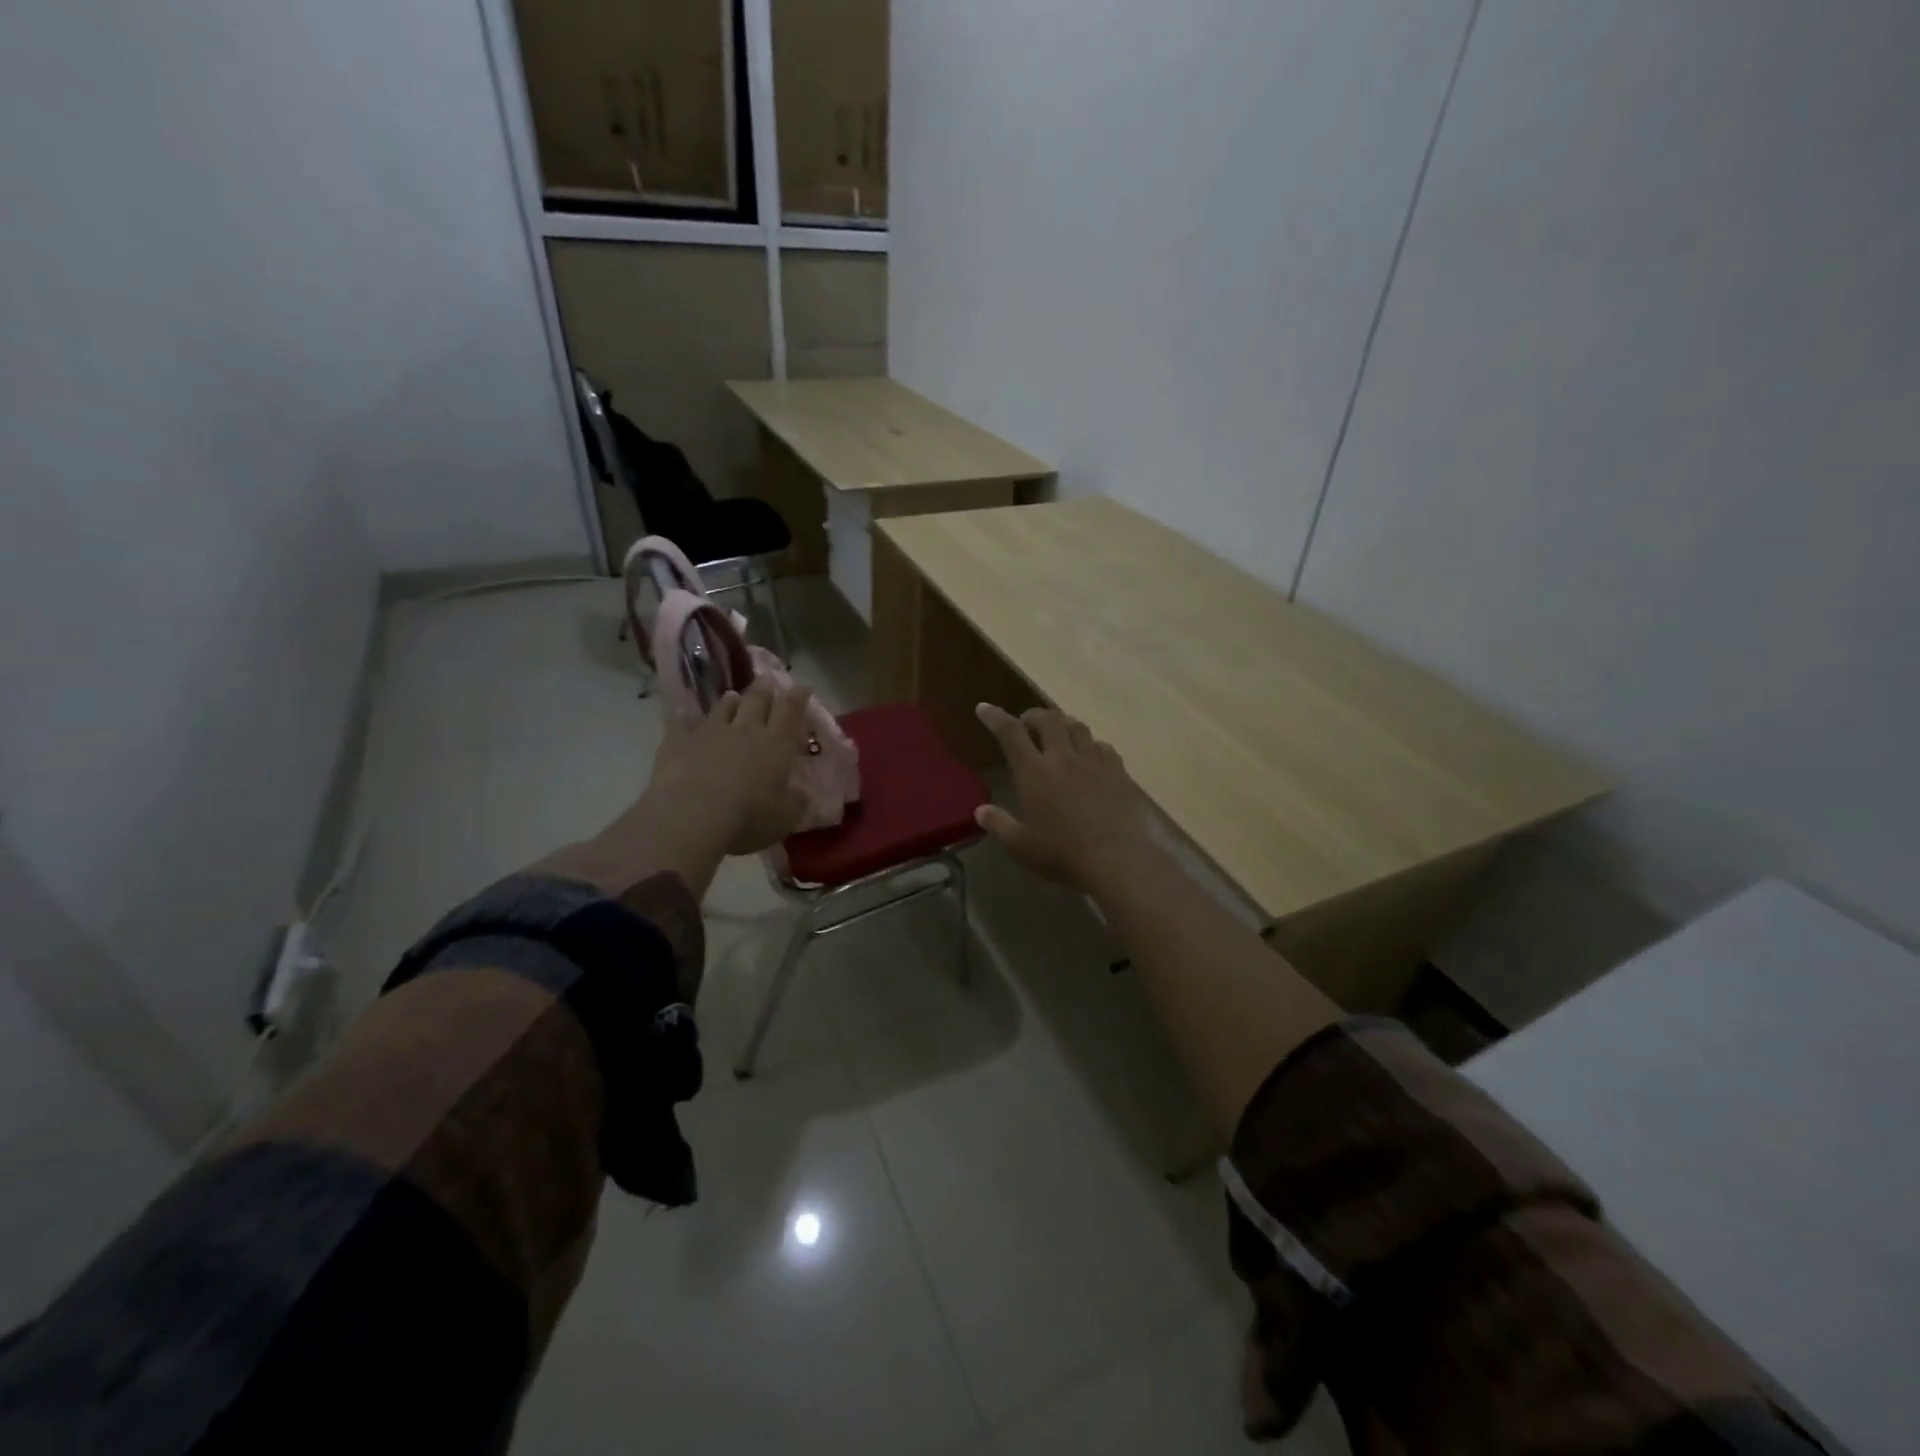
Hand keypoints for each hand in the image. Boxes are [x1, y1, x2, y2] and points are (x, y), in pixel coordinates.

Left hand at [646, 677, 813, 855]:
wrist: (691, 817)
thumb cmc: (748, 819)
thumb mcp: (784, 819)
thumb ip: (796, 803)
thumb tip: (802, 794)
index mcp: (777, 745)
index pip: (791, 711)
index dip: (798, 696)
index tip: (803, 685)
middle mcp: (745, 731)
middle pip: (757, 701)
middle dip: (765, 689)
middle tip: (768, 680)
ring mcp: (709, 733)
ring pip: (723, 708)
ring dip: (730, 701)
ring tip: (733, 696)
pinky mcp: (678, 742)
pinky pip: (681, 723)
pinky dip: (683, 716)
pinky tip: (681, 711)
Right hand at [974, 702, 1156, 891]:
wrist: (1119, 860)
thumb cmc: (1063, 854)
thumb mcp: (1021, 846)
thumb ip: (999, 824)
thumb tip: (980, 810)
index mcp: (1035, 772)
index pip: (1010, 733)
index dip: (995, 717)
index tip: (984, 708)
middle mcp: (1064, 757)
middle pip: (1048, 720)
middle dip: (1033, 715)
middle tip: (1026, 722)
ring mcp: (1095, 762)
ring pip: (1078, 727)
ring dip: (1063, 723)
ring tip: (1058, 730)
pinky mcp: (1119, 773)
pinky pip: (1103, 747)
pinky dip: (1091, 744)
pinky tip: (1091, 754)